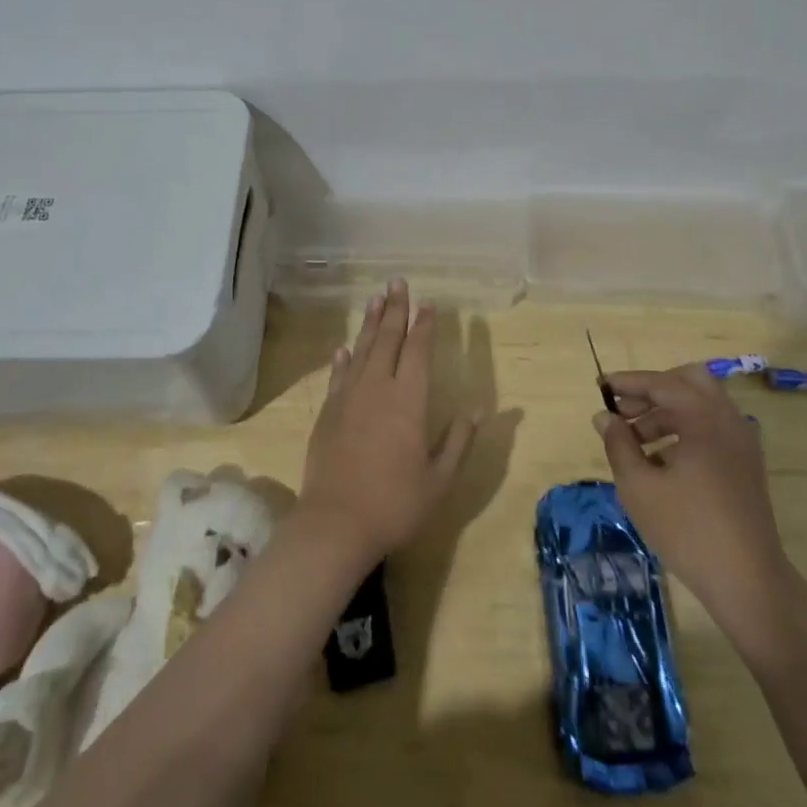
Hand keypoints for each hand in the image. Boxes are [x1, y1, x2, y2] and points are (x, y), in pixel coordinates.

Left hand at [299, 280, 477, 564]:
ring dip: (370, 323)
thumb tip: (478, 410)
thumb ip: (459, 441)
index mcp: (409, 400)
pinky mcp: (328, 412)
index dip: (424, 326)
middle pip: (387, 339)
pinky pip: (338, 375)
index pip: (418, 350)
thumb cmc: (395, 503)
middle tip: (397, 282)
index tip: (428, 304)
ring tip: (375, 299)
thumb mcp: (439, 479)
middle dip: (395, 309)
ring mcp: (348, 398)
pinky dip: (343, 359)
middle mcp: (378, 388)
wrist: (336, 524)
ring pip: (361, 349)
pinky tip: (344, 348)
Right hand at [593, 365, 789, 620]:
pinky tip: (663, 460)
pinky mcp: (746, 463)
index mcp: (703, 417)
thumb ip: (618, 444)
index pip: (660, 382)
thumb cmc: (687, 529)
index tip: (600, 386)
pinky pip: (713, 426)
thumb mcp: (639, 486)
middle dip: (653, 390)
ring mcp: (742, 441)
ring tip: (636, 441)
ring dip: (667, 411)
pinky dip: (687, 428)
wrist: (748, 581)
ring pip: (702, 404)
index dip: (627, 382)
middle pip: (688, 381)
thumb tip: (604, 417)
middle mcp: (728, 419)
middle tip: (624, 411)